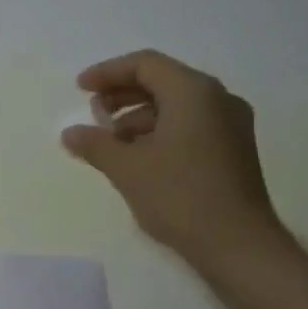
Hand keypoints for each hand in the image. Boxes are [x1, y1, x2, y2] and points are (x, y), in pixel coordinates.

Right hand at [61, 49, 287, 275]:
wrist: (237, 244)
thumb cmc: (180, 196)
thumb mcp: (127, 168)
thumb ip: (95, 144)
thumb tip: (70, 133)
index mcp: (194, 93)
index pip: (146, 65)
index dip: (108, 72)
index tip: (80, 89)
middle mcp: (218, 99)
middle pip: (163, 80)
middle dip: (123, 94)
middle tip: (93, 113)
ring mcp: (231, 124)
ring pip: (177, 104)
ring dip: (139, 115)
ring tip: (110, 141)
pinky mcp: (233, 149)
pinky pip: (190, 124)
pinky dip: (160, 130)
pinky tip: (138, 156)